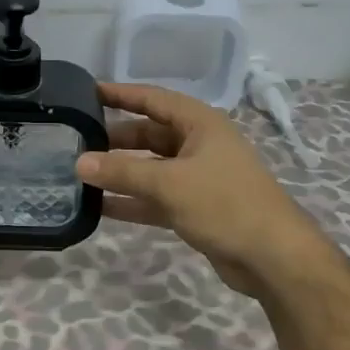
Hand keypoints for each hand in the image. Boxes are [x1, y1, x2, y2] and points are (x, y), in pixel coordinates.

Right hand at [76, 82, 321, 297]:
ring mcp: (197, 177)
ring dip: (120, 172)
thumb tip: (79, 162)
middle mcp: (199, 145)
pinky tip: (100, 207)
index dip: (120, 94)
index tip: (87, 92)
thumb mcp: (169, 184)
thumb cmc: (225, 205)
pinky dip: (132, 200)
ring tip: (81, 174)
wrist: (273, 258)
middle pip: (149, 134)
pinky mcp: (195, 208)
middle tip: (76, 141)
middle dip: (115, 139)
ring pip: (150, 168)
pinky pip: (155, 197)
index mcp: (200, 124)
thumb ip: (122, 172)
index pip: (153, 99)